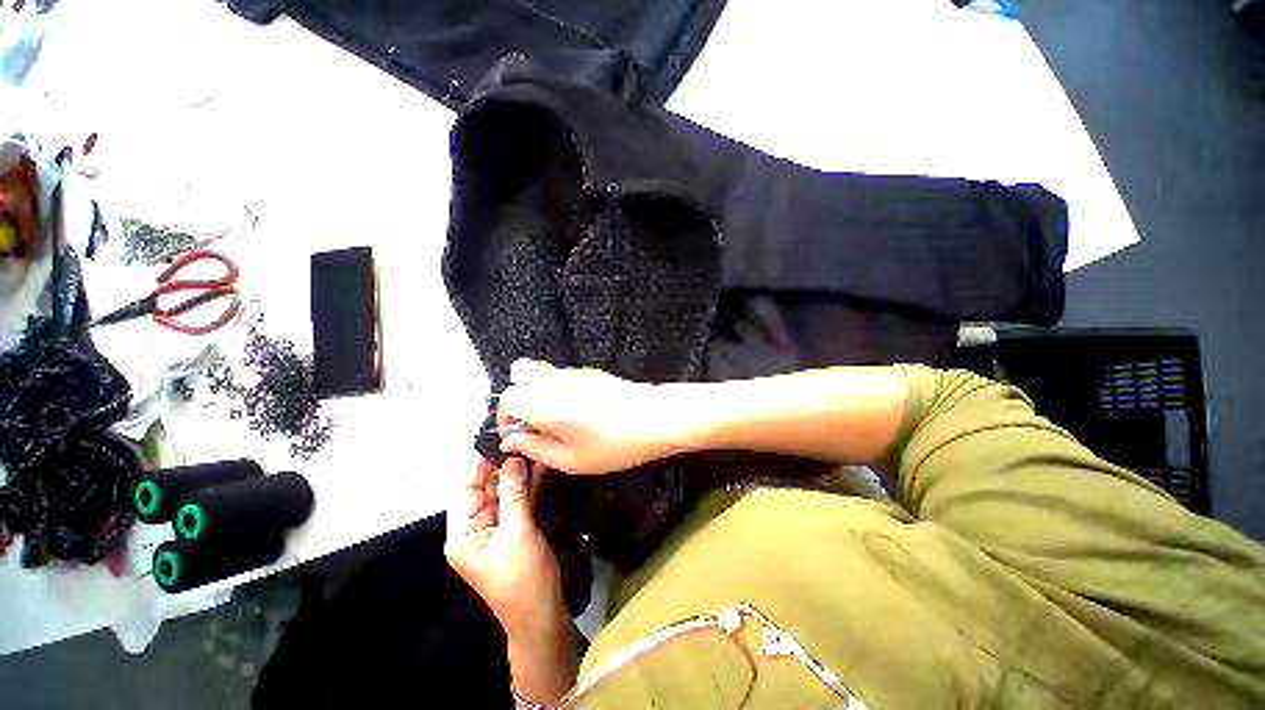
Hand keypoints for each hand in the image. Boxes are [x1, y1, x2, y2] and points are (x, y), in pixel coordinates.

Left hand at [444, 456, 565, 641]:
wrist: (543, 614)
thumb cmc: (522, 578)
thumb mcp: (517, 533)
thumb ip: (513, 494)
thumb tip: (512, 458)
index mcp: (463, 534)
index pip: (466, 490)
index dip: (479, 466)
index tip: (497, 440)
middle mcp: (476, 528)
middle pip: (486, 489)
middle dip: (502, 466)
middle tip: (521, 438)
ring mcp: (498, 528)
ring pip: (505, 492)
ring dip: (518, 473)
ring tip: (531, 446)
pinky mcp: (516, 528)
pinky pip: (519, 501)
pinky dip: (528, 485)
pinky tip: (539, 466)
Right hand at [497, 359, 685, 473]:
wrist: (653, 416)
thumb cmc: (611, 444)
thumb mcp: (570, 460)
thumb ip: (534, 448)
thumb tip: (512, 440)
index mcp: (541, 402)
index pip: (506, 398)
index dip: (506, 417)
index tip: (520, 434)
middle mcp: (553, 380)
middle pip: (520, 373)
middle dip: (520, 396)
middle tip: (537, 421)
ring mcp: (574, 372)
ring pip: (542, 374)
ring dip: (541, 393)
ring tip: (562, 420)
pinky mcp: (591, 371)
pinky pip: (563, 376)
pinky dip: (560, 389)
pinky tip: (583, 411)